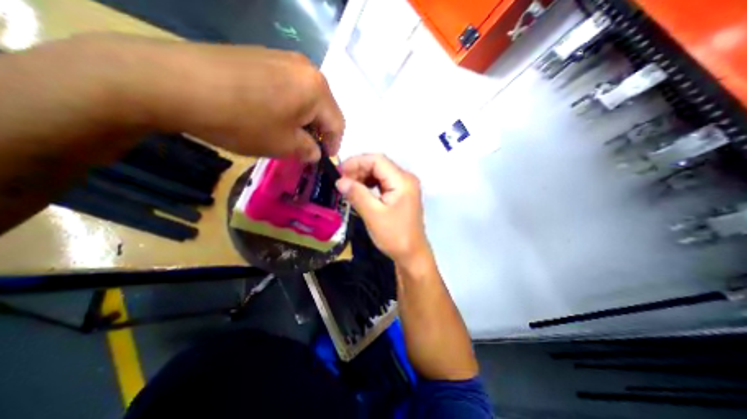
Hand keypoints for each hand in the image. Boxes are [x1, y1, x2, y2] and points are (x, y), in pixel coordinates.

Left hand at [53, 34, 343, 159]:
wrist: (176, 83)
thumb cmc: (244, 121)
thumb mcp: (284, 145)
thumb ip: (308, 150)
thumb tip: (315, 151)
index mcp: (317, 89)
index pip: (338, 123)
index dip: (334, 144)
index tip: (324, 158)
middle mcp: (305, 68)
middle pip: (323, 107)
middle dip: (318, 131)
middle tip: (307, 148)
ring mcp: (282, 58)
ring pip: (305, 97)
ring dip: (303, 119)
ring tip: (288, 133)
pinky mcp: (262, 56)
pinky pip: (287, 86)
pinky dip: (287, 105)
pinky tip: (271, 115)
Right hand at [336, 153, 428, 264]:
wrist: (411, 254)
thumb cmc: (394, 236)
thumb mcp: (373, 215)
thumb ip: (356, 194)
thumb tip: (339, 180)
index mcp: (402, 180)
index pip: (377, 160)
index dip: (356, 162)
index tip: (339, 172)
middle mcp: (406, 179)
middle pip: (379, 164)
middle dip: (359, 170)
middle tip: (342, 182)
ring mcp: (404, 186)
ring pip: (380, 173)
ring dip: (363, 177)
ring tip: (348, 187)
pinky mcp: (401, 194)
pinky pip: (383, 183)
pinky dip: (370, 185)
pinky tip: (360, 192)